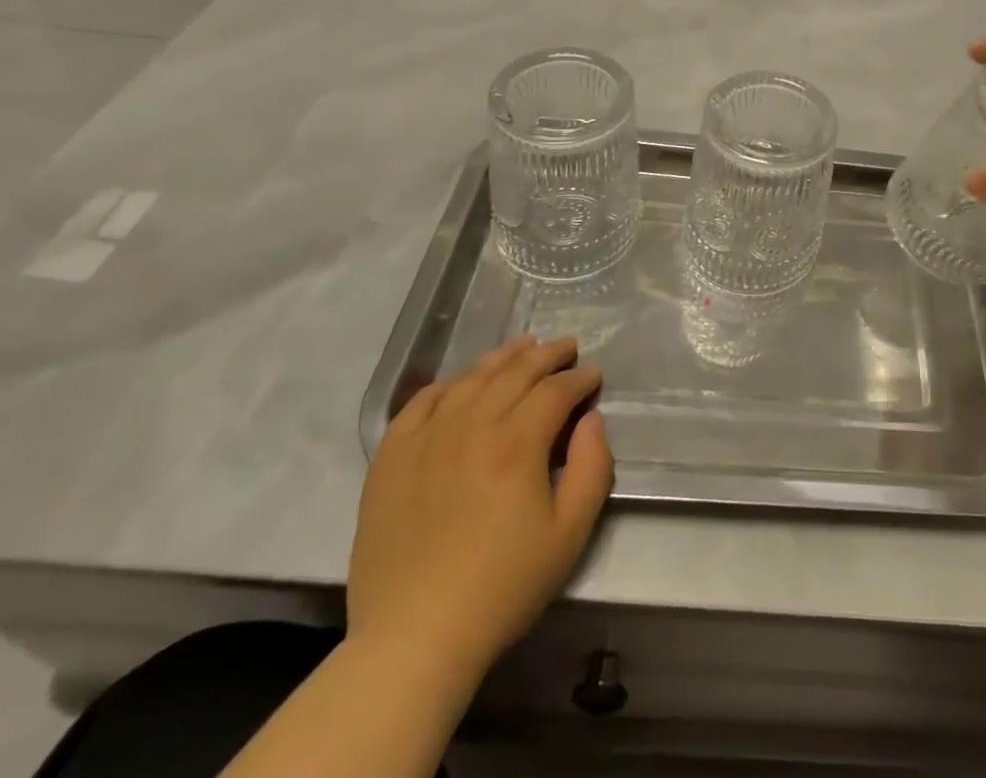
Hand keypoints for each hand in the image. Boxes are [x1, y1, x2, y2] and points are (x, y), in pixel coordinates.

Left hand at [347, 336, 612, 683]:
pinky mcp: (391, 459)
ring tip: (522, 347)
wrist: (414, 639)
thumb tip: (591, 419)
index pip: (555, 390)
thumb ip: (592, 467)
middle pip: (516, 372)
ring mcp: (426, 438)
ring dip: (502, 357)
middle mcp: (472, 426)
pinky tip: (460, 383)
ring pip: (471, 378)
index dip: (580, 378)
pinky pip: (420, 403)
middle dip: (548, 355)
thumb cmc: (502, 587)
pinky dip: (446, 384)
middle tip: (568, 347)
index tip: (594, 375)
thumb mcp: (570, 533)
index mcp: (517, 443)